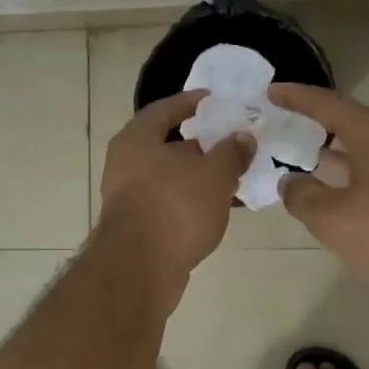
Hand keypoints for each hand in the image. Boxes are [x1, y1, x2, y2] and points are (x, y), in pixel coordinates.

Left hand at [98, 91, 252, 290]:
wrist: (140, 269)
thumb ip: (232, 152)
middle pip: (166, 145)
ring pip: (170, 178)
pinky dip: (191, 201)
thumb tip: (243, 137)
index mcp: (136, 140)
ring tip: (234, 177)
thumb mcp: (214, 174)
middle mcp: (125, 164)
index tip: (215, 100)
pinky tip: (218, 208)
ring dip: (199, 177)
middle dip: (201, 145)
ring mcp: (128, 198)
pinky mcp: (137, 227)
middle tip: (233, 144)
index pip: (164, 109)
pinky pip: (168, 204)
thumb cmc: (175, 207)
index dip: (190, 102)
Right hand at [268, 83, 368, 297]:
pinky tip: (336, 194)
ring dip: (333, 153)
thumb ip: (302, 195)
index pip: (328, 105)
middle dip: (315, 123)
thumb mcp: (331, 217)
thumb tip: (290, 182)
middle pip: (349, 123)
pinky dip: (349, 175)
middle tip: (283, 123)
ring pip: (363, 150)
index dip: (297, 97)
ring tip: (302, 158)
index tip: (271, 91)